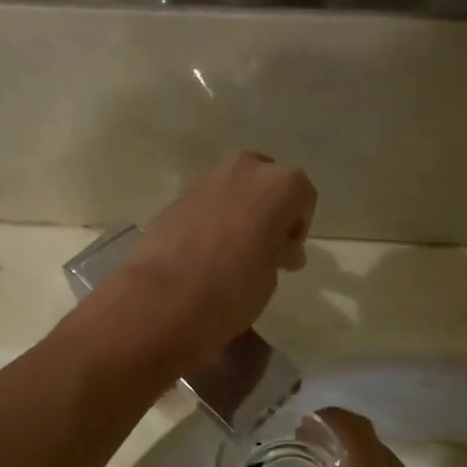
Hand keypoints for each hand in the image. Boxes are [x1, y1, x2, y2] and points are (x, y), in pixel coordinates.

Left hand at [106, 152, 315, 372]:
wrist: (164, 298)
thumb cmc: (233, 288)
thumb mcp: (272, 275)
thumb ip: (280, 252)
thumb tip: (280, 249)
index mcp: (279, 184)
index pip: (303, 197)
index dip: (298, 227)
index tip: (287, 256)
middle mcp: (244, 169)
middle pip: (267, 183)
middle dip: (269, 212)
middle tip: (263, 250)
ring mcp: (206, 180)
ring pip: (234, 191)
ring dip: (239, 214)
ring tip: (232, 255)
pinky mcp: (176, 197)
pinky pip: (206, 204)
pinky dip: (212, 221)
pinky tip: (205, 254)